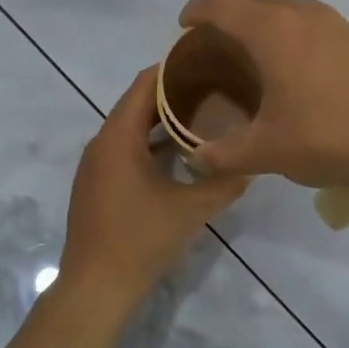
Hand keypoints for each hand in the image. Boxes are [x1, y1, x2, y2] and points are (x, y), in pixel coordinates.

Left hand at [58, 68, 249, 310]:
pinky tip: (180, 153)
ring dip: (163, 121)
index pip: (144, 84)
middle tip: (215, 87)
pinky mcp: (97, 184)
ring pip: (131, 128)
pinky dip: (151, 143)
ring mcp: (96, 165)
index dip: (174, 69)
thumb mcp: (192, 209)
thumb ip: (224, 181)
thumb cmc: (140, 239)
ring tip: (204, 115)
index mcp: (118, 137)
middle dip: (174, 94)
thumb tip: (253, 162)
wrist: (96, 287)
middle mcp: (101, 142)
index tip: (208, 60)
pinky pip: (125, 149)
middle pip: (137, 103)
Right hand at [177, 0, 348, 188]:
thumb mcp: (263, 152)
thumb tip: (196, 159)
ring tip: (270, 54)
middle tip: (226, 42)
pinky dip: (308, 37)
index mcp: (273, 34)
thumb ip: (221, 154)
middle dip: (236, 13)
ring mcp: (342, 25)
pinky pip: (327, 26)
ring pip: (298, 8)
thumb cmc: (324, 139)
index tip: (186, 23)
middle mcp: (306, 17)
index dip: (198, 9)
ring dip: (275, 20)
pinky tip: (314, 72)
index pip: (223, 5)